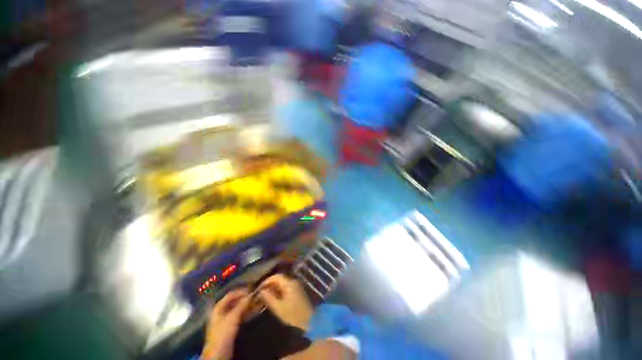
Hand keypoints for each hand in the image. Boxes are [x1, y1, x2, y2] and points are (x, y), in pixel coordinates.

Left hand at [202, 289, 250, 359]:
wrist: (218, 355)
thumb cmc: (222, 334)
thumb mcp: (232, 318)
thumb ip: (241, 305)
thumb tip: (251, 295)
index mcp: (219, 307)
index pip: (231, 294)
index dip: (242, 291)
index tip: (253, 290)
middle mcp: (222, 311)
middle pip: (235, 301)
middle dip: (246, 298)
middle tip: (257, 296)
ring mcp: (226, 319)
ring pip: (239, 308)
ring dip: (248, 305)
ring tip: (258, 302)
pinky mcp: (231, 326)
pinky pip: (240, 315)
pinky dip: (247, 312)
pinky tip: (255, 311)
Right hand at [258, 274, 313, 329]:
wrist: (310, 320)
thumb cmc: (293, 315)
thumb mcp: (278, 308)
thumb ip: (269, 298)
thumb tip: (261, 291)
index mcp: (289, 283)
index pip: (276, 276)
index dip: (267, 281)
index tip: (259, 288)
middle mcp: (293, 282)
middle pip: (279, 279)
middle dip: (270, 285)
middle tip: (261, 293)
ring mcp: (296, 286)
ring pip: (283, 283)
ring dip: (274, 288)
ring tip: (265, 297)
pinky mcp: (298, 291)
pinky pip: (286, 288)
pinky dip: (279, 291)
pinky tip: (274, 299)